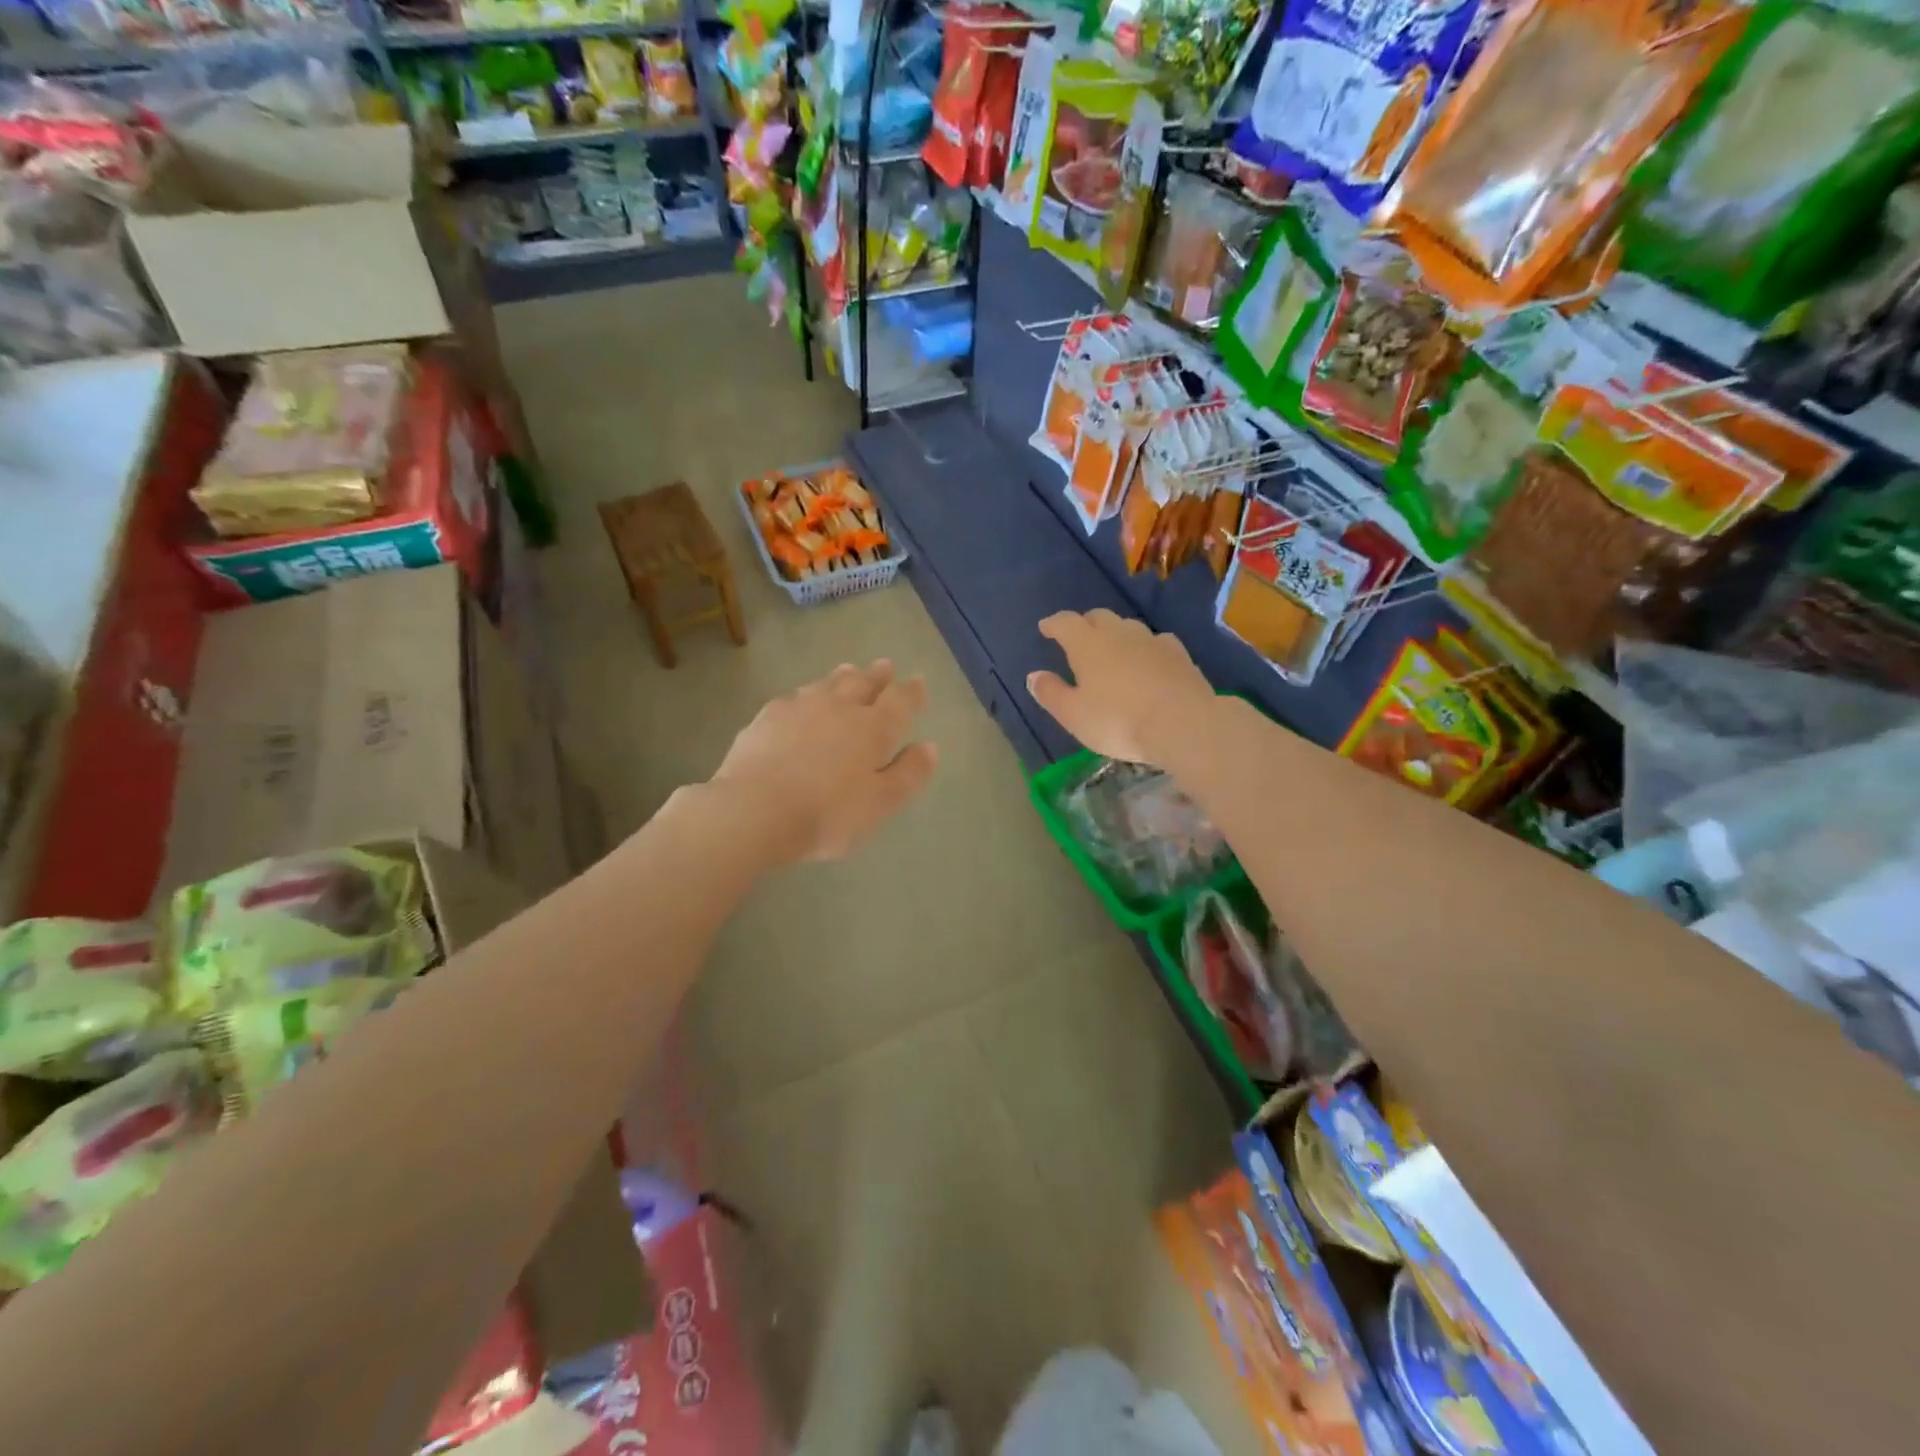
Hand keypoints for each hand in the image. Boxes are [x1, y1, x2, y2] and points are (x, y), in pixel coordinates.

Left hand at [712, 660, 937, 863]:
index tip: (917, 681)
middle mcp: (839, 708)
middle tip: (885, 666)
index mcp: (873, 728)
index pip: (900, 701)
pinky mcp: (767, 717)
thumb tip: (929, 746)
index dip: (911, 691)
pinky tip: (802, 700)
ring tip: (849, 671)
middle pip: (862, 683)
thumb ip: (909, 774)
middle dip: (877, 676)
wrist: (754, 811)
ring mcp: (800, 708)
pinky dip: (807, 694)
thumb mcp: (881, 803)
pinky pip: (794, 696)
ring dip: (843, 676)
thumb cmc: (827, 813)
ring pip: (827, 683)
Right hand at [1027, 610, 1213, 768]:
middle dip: (1085, 624)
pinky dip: (1145, 648)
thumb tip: (1034, 676)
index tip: (1045, 627)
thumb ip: (1051, 693)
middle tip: (1078, 637)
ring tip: (1112, 650)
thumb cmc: (1118, 721)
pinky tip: (1148, 660)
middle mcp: (1119, 633)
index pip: (1065, 623)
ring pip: (1128, 627)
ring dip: (1116, 634)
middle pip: (1099, 617)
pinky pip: (1156, 642)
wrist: (1183, 724)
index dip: (1053, 624)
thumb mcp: (1073, 715)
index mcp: (1087, 644)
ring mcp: (1152, 640)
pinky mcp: (1179, 654)